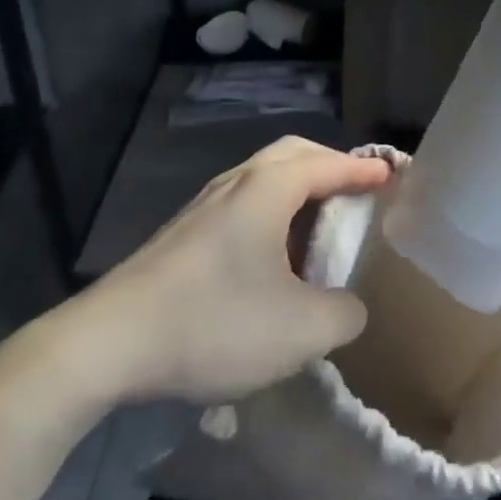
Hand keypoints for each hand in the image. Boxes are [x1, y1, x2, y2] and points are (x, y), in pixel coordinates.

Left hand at [51, 137, 390, 407]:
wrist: (107, 344)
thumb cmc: (215, 322)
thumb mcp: (301, 330)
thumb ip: (344, 314)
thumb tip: (348, 306)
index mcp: (269, 188)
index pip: (330, 163)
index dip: (365, 168)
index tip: (393, 175)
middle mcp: (236, 183)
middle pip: (293, 155)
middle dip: (331, 165)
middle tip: (357, 190)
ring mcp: (203, 206)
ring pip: (263, 179)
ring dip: (298, 191)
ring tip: (319, 227)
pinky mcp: (182, 235)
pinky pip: (242, 206)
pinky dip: (272, 215)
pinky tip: (272, 260)